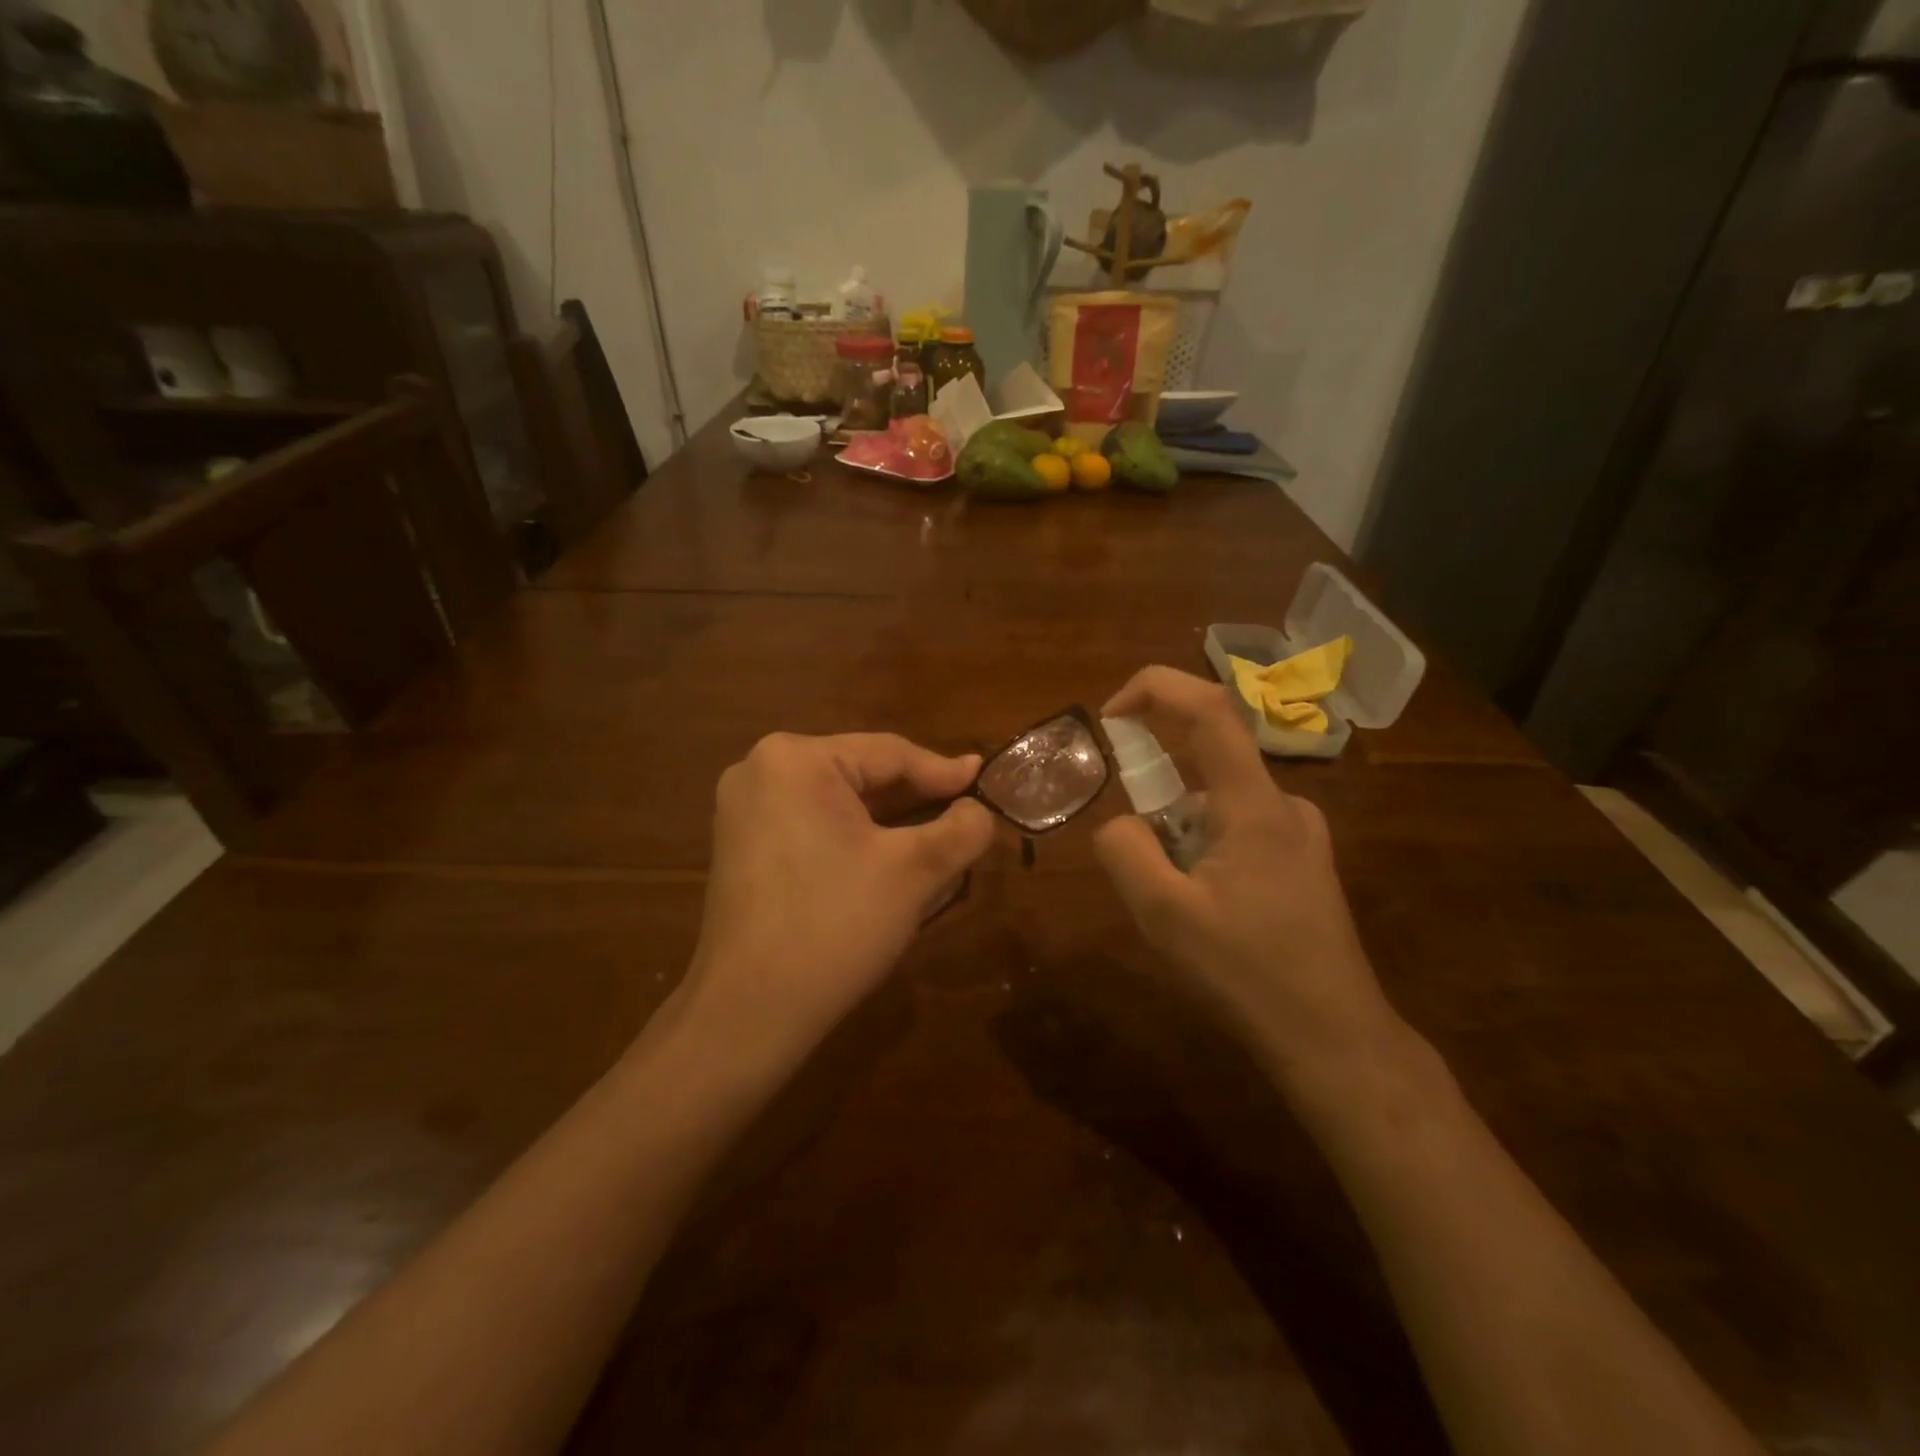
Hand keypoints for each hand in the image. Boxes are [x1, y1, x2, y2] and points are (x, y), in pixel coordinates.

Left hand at [679, 732, 994, 1071]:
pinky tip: (883, 859)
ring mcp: (742, 809)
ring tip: (934, 835)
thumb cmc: (835, 925)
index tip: (984, 780)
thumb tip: (979, 810)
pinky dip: (851, 837)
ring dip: (886, 820)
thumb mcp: (914, 872)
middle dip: (914, 799)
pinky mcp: (739, 845)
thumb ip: (960, 829)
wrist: (749, 1011)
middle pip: (860, 774)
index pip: (888, 752)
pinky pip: (811, 824)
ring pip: (837, 801)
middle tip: (964, 812)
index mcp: (796, 759)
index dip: (943, 771)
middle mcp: (760, 769)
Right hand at [1094, 667, 1401, 1087]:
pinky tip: (1209, 911)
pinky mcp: (1305, 862)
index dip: (1155, 689)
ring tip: (1179, 905)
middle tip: (1141, 858)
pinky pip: (1239, 829)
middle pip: (1208, 761)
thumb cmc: (1247, 975)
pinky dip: (1205, 849)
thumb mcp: (1164, 916)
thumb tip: (1120, 821)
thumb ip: (1125, 851)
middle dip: (1158, 794)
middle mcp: (1286, 805)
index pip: (1210, 709)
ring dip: (1180, 834)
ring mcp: (1302, 834)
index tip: (1110, 714)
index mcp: (1256, 806)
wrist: (1334, 1039)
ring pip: (1220, 804)